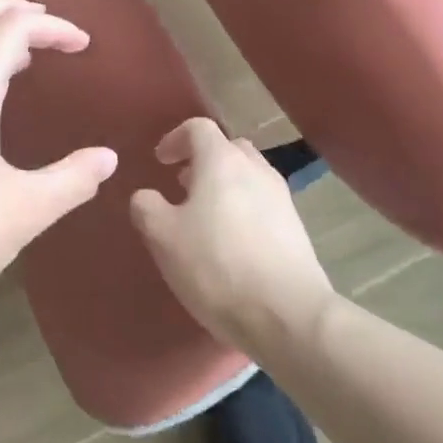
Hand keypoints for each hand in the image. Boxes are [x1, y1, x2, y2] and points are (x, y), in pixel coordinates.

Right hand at [131, 118, 332, 351]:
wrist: (288, 315)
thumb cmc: (216, 265)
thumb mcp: (162, 236)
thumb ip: (146, 207)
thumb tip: (146, 196)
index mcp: (221, 160)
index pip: (198, 127)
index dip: (175, 139)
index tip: (160, 162)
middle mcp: (255, 169)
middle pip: (228, 148)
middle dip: (203, 161)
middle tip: (183, 186)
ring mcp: (281, 198)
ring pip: (248, 177)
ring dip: (225, 186)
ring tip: (206, 218)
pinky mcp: (297, 229)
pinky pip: (263, 205)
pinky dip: (244, 211)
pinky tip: (232, 245)